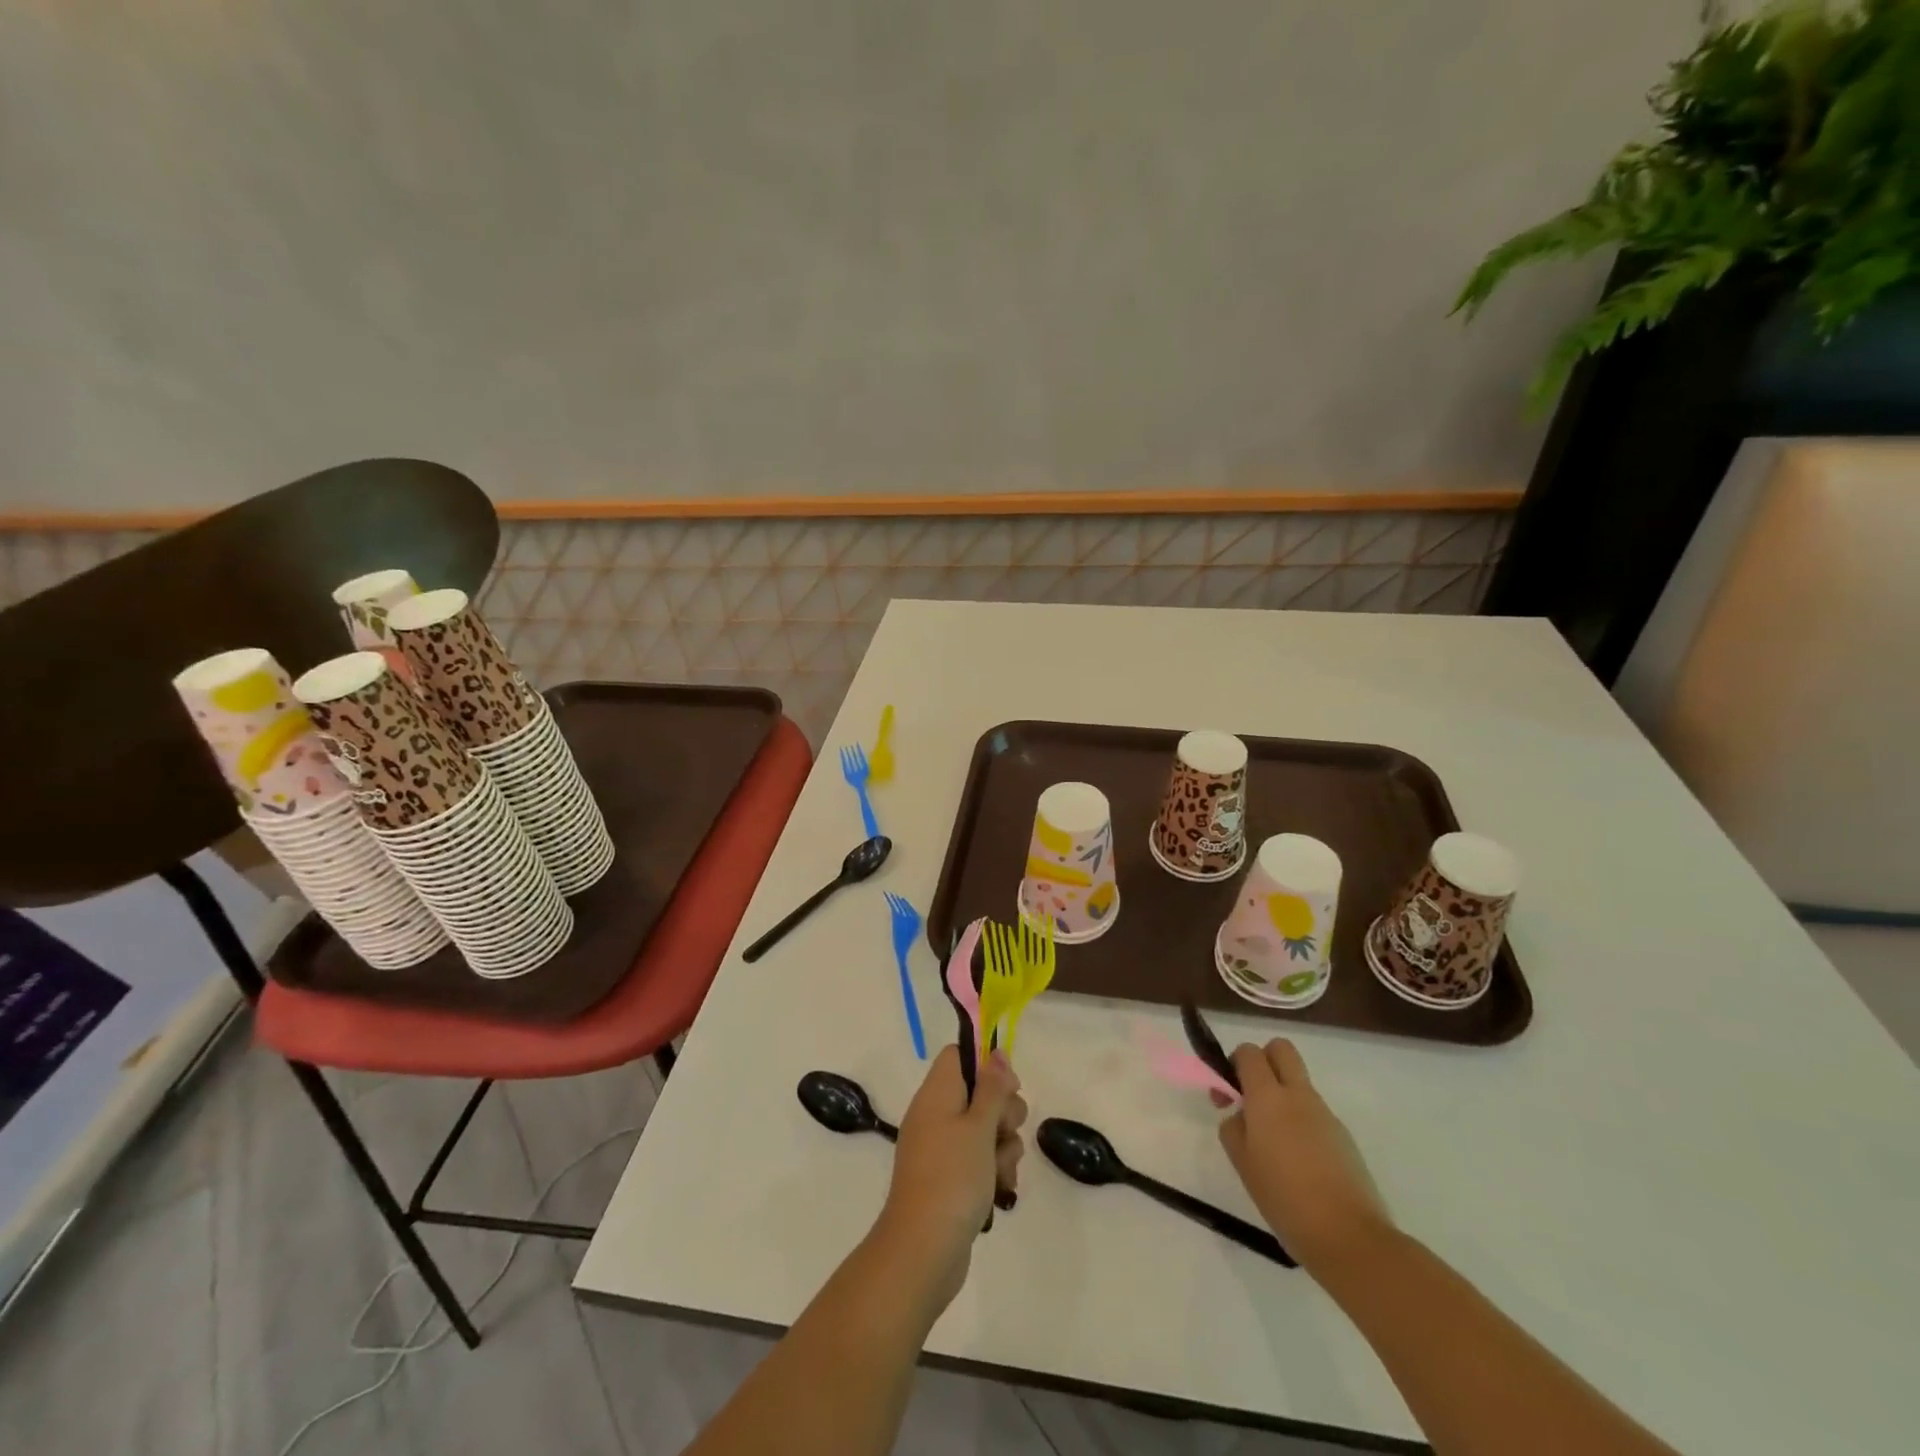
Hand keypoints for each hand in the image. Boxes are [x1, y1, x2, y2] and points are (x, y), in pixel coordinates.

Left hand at [874, 1046, 1025, 1310]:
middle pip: (979, 1092)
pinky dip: (994, 1169)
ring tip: (1000, 1170)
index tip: (1007, 1088)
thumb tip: (996, 1052)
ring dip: (1004, 1145)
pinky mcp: (949, 1177)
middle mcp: (936, 1114)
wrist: (923, 1250)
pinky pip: (979, 1159)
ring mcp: (941, 1148)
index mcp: (936, 1093)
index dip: (987, 1065)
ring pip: (986, 1128)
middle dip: (1004, 1112)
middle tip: (1004, 1132)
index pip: (959, 1056)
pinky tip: (1001, 1189)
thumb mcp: (979, 1126)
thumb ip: (992, 1087)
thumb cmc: (953, 1177)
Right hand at [1218, 1038, 1391, 1274]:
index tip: (1228, 1093)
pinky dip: (1301, 1122)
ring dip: (1282, 1095)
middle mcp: (1298, 1095)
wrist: (1349, 1237)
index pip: (1249, 1052)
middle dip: (1263, 1061)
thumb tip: (1241, 1116)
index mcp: (1268, 1097)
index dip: (1234, 1063)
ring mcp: (1325, 1114)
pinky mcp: (1343, 1136)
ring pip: (1299, 1083)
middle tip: (1252, 1096)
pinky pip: (1315, 1113)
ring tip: (1274, 1143)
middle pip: (1281, 1049)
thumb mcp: (1243, 1164)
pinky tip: (1300, 1163)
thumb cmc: (1285, 1198)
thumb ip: (1233, 1129)